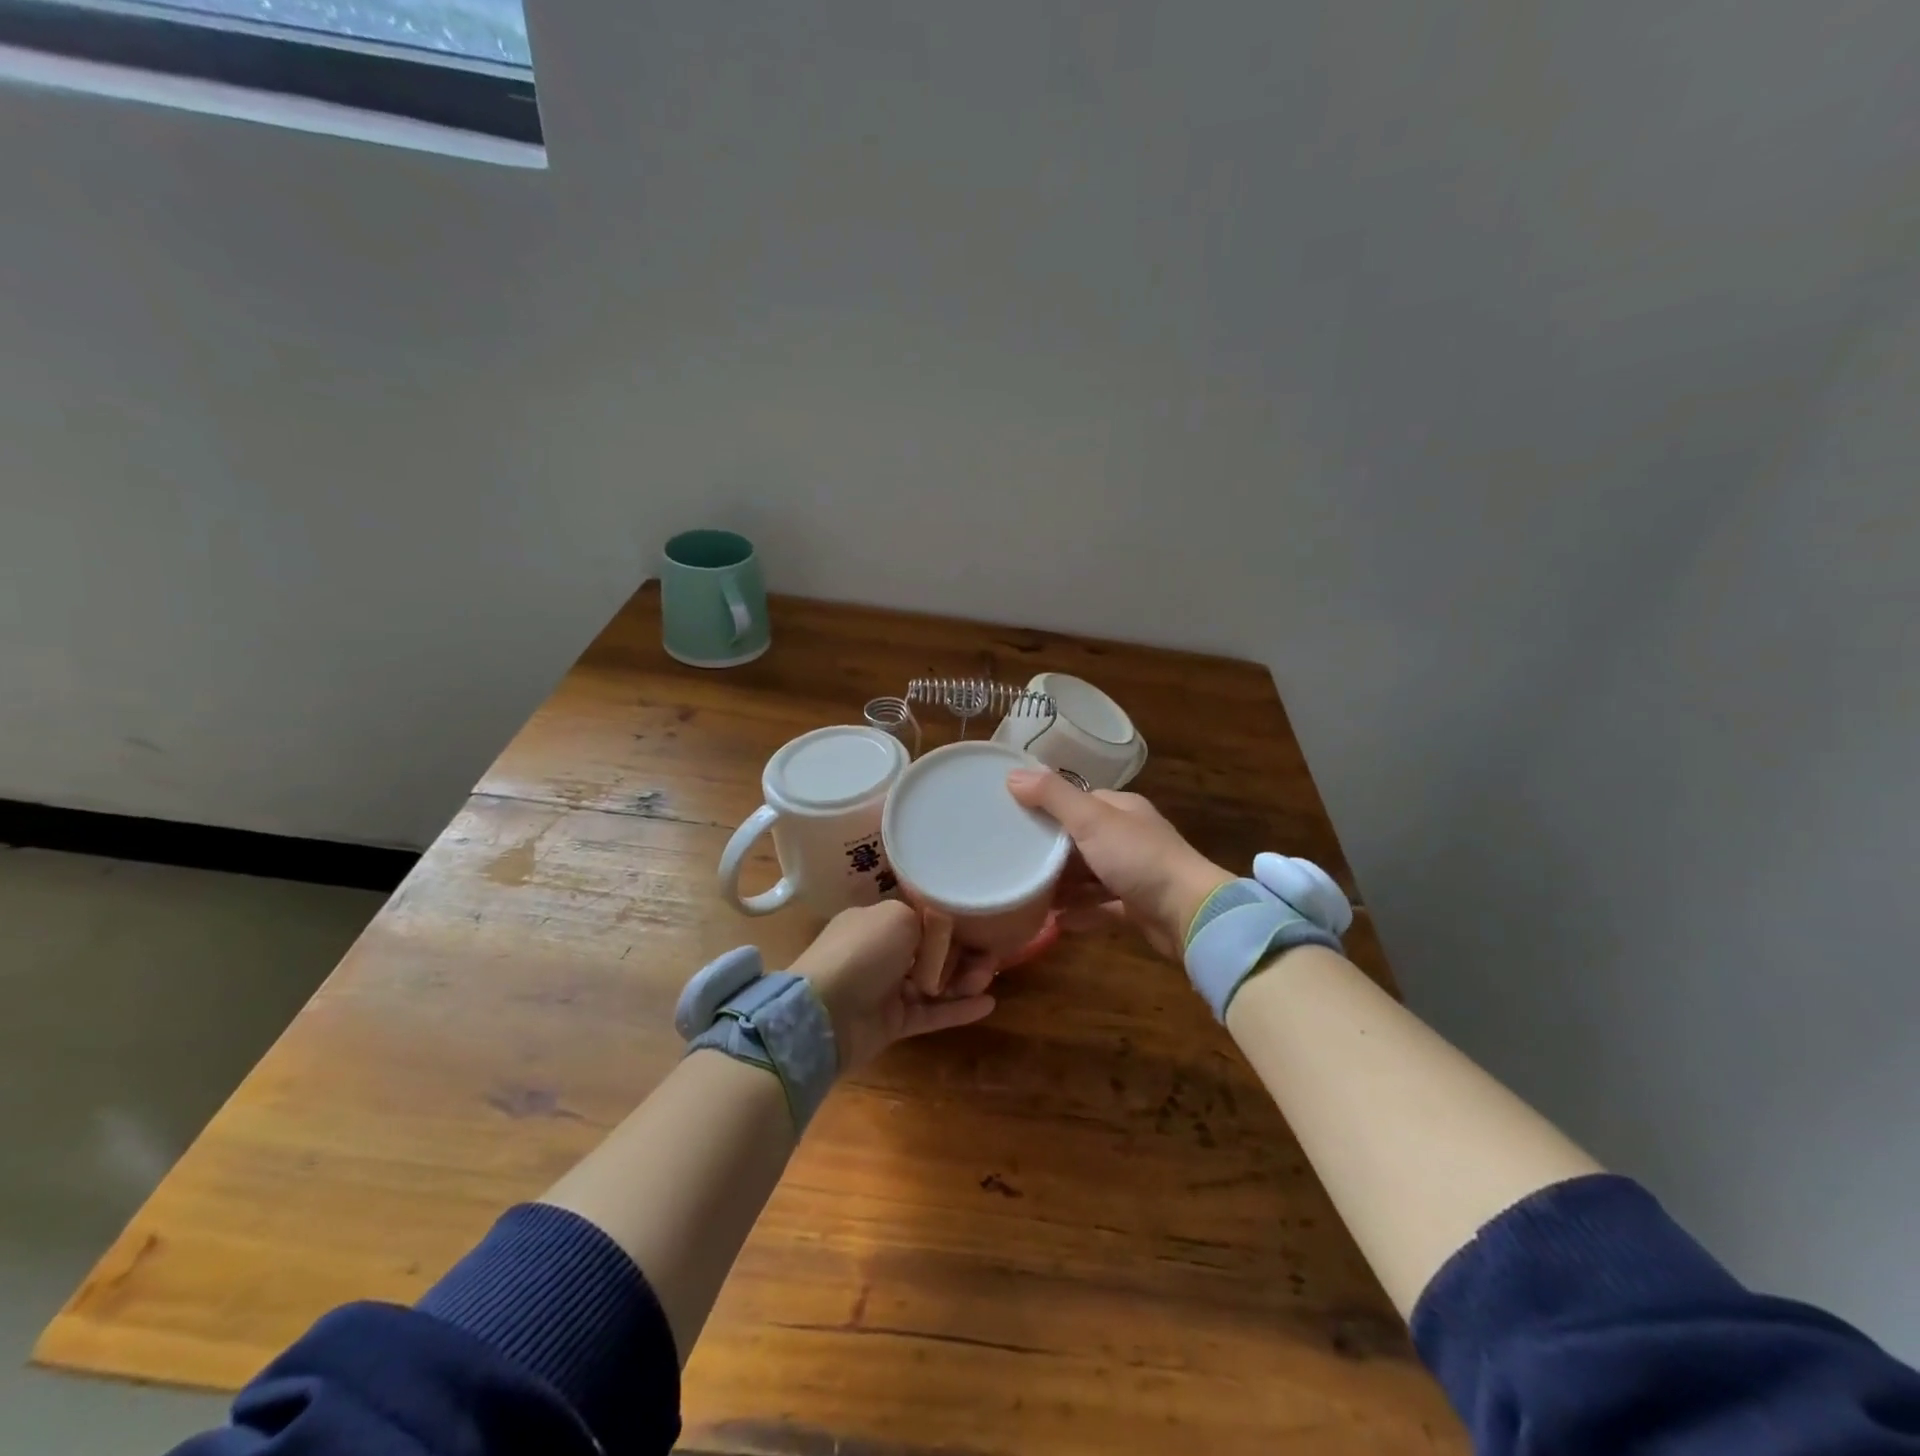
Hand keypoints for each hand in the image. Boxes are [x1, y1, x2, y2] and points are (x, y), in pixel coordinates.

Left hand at [790, 901, 998, 1073]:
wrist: (823, 1013)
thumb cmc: (861, 952)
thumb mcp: (898, 917)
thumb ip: (926, 922)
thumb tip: (940, 941)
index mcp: (876, 920)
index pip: (920, 917)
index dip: (950, 922)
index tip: (980, 925)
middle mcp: (881, 952)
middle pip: (932, 951)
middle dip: (962, 953)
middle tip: (988, 958)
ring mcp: (886, 989)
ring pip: (934, 982)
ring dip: (963, 980)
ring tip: (985, 980)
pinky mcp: (893, 1022)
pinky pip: (931, 1013)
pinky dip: (957, 1010)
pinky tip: (987, 1004)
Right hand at [1007, 770, 1231, 959]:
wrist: (1189, 914)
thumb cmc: (1138, 858)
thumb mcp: (1091, 820)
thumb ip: (1053, 797)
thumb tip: (1013, 775)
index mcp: (1121, 809)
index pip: (1078, 801)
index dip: (1047, 807)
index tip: (1013, 817)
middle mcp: (1128, 837)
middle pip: (1080, 839)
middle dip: (1050, 850)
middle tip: (1012, 859)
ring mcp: (1134, 874)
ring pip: (1089, 874)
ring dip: (1062, 884)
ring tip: (1026, 891)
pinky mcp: (1136, 907)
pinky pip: (1099, 906)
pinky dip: (1078, 912)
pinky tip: (1053, 922)